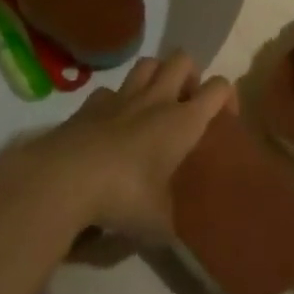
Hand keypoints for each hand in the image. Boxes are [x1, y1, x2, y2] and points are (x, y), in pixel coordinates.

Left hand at [0, 53, 232, 241]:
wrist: (64, 178)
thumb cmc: (124, 196)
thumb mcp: (159, 223)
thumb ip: (172, 223)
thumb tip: (173, 234)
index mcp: (183, 121)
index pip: (218, 88)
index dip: (228, 97)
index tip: (226, 120)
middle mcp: (156, 100)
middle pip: (182, 59)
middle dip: (191, 75)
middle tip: (187, 104)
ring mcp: (120, 97)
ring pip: (147, 64)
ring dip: (156, 76)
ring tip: (155, 104)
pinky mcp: (90, 104)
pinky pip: (110, 91)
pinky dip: (116, 100)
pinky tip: (113, 123)